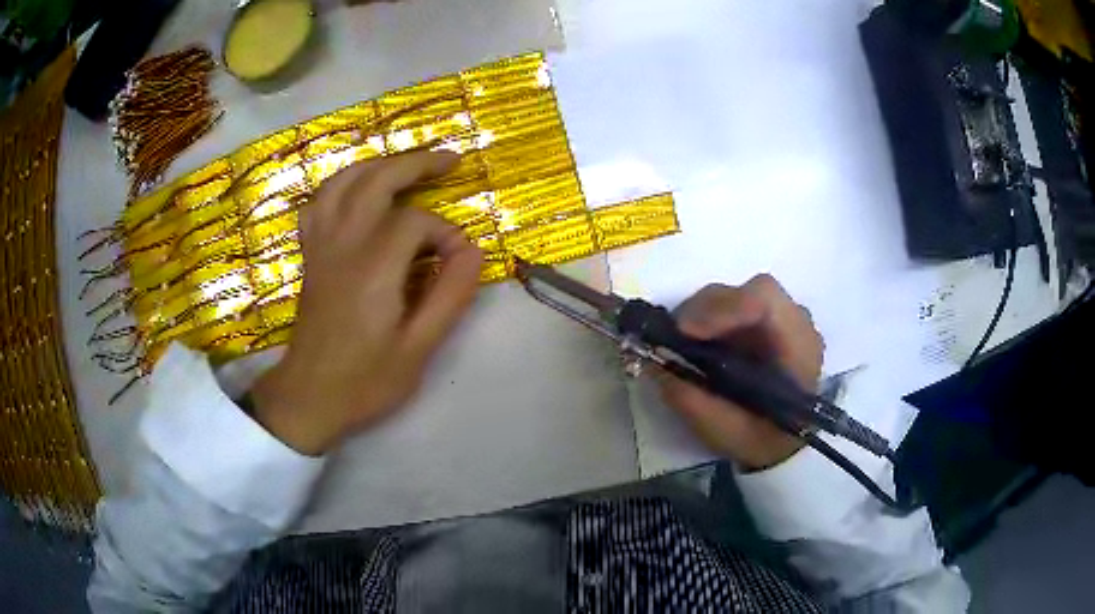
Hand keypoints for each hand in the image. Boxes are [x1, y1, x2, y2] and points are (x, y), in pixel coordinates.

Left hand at [250, 151, 482, 455]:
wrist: (309, 399)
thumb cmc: (365, 382)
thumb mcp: (419, 349)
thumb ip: (449, 296)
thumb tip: (474, 250)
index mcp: (372, 269)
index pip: (414, 222)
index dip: (445, 232)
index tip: (460, 259)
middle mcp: (343, 246)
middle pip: (376, 180)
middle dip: (416, 164)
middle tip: (451, 160)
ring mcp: (321, 248)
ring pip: (342, 182)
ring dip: (377, 165)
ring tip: (406, 165)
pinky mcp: (311, 256)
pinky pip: (319, 203)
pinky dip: (340, 186)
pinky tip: (356, 191)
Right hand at [658, 275, 823, 470]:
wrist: (786, 445)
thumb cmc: (762, 439)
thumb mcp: (725, 431)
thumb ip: (690, 398)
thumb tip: (653, 362)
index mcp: (799, 347)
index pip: (765, 301)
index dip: (722, 308)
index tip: (684, 332)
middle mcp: (796, 322)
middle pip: (749, 291)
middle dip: (706, 309)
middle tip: (672, 337)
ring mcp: (783, 318)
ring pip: (739, 294)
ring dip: (704, 313)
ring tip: (681, 341)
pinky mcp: (766, 322)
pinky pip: (735, 305)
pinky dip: (709, 318)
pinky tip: (697, 340)